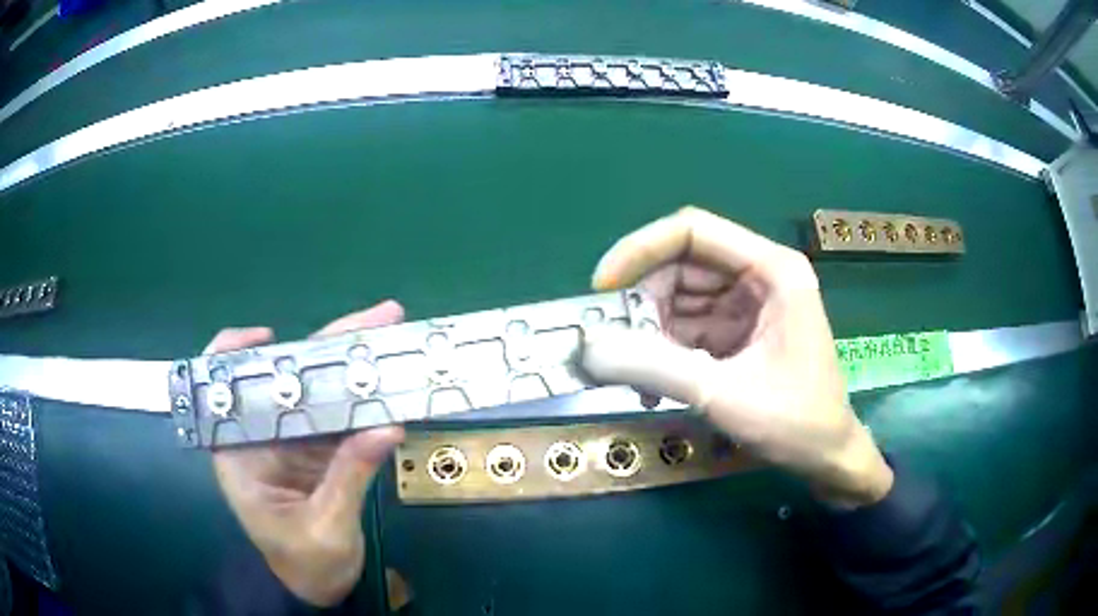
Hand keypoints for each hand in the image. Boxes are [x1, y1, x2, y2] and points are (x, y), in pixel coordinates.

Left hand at [205, 301, 405, 606]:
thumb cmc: (305, 564)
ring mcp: (295, 441)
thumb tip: (386, 427)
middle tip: (379, 319)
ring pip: (320, 391)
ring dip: (354, 365)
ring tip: (393, 336)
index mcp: (239, 452)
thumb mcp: (324, 526)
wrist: (321, 588)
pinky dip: (366, 399)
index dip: (237, 352)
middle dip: (327, 346)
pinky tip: (391, 381)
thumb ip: (349, 477)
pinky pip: (343, 417)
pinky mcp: (321, 450)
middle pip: (286, 378)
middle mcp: (263, 436)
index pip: (223, 389)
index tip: (269, 336)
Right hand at [581, 207, 892, 507]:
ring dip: (650, 332)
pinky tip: (655, 386)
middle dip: (644, 303)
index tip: (602, 288)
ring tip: (636, 375)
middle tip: (615, 344)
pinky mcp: (738, 331)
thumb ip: (658, 369)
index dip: (640, 249)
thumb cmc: (795, 422)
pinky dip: (664, 350)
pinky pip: (687, 326)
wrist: (826, 457)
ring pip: (679, 298)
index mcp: (771, 270)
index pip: (693, 232)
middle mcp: (759, 276)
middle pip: (682, 265)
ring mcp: (748, 304)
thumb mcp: (726, 395)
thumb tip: (590, 349)